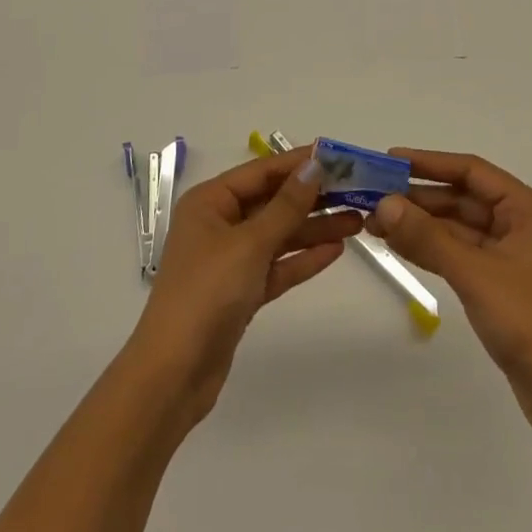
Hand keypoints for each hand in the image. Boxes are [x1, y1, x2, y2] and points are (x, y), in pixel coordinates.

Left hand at [130, 150, 362, 425]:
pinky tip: (335, 250)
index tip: (339, 157)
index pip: (261, 171)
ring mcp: (229, 260)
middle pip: (272, 202)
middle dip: (312, 197)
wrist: (174, 374)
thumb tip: (315, 165)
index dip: (299, 162)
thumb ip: (286, 205)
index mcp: (210, 202)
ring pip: (279, 235)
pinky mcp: (241, 292)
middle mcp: (218, 224)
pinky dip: (303, 258)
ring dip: (314, 228)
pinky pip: (276, 265)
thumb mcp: (250, 243)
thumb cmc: (207, 293)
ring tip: (357, 220)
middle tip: (357, 190)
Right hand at [367, 148, 531, 440]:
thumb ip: (428, 237)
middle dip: (419, 198)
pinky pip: (458, 253)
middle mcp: (519, 224)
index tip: (390, 160)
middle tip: (373, 197)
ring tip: (376, 222)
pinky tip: (399, 245)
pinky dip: (430, 248)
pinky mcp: (498, 283)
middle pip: (462, 198)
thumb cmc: (529, 322)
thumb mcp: (474, 273)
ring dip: (420, 224)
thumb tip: (384, 204)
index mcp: (526, 209)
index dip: (430, 163)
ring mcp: (509, 255)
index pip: (471, 171)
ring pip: (457, 227)